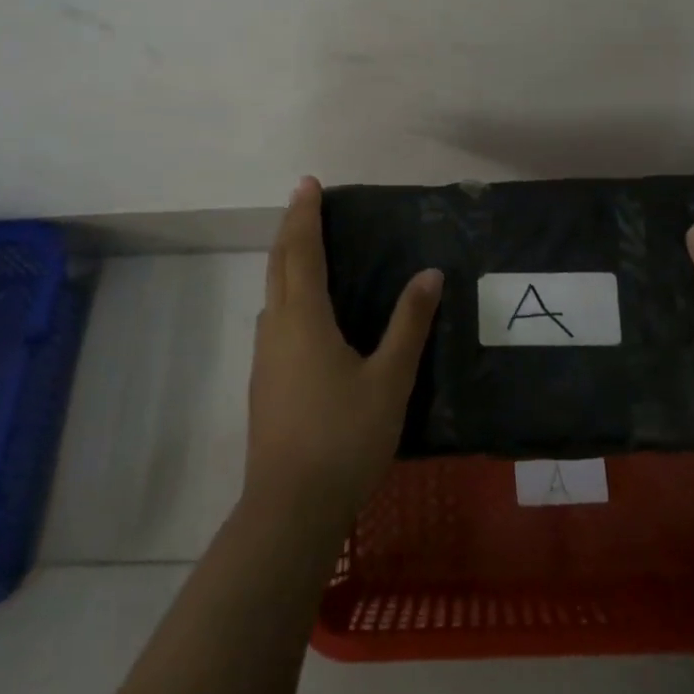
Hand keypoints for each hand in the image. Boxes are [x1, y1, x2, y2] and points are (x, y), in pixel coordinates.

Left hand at [244, 176, 443, 535]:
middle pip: (278, 264)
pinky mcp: (264, 383)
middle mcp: (276, 327)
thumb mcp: (390, 379)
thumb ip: (409, 324)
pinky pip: (274, 318)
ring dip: (285, 261)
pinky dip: (286, 292)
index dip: (304, 214)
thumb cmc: (344, 437)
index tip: (308, 183)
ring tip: (305, 249)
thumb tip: (429, 274)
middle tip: (304, 202)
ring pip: (271, 292)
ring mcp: (264, 357)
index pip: (301, 250)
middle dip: (290, 228)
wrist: (290, 510)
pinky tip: (304, 313)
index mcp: (304, 318)